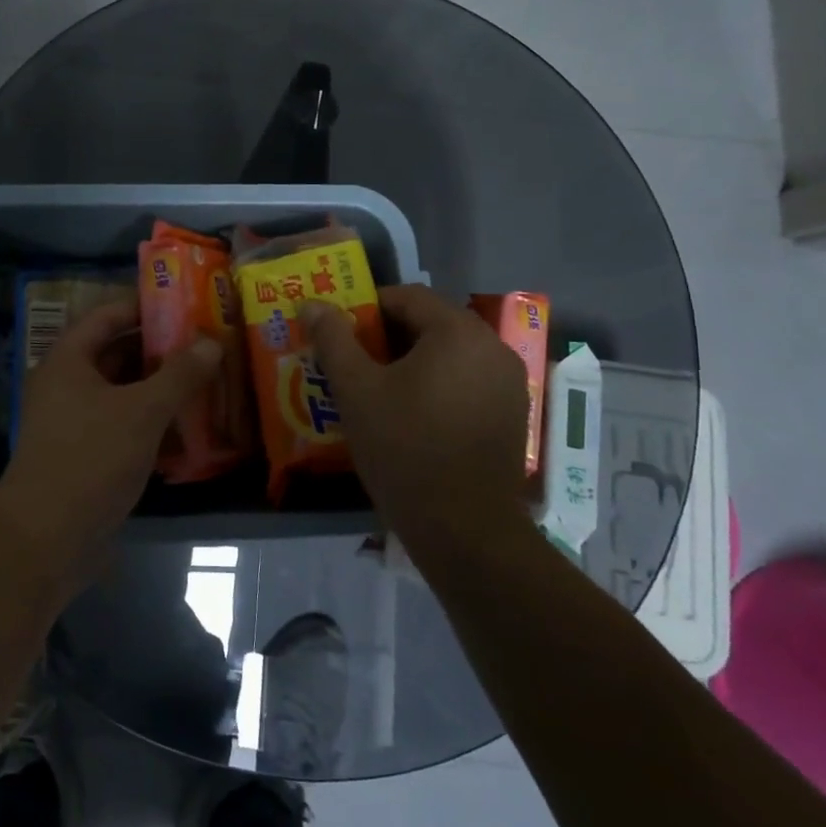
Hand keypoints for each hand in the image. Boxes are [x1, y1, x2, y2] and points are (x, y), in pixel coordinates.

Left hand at [0, 299, 221, 578]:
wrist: (46, 540)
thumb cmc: (90, 458)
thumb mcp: (142, 411)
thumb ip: (179, 375)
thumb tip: (212, 343)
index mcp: (68, 361)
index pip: (107, 316)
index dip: (144, 307)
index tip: (185, 305)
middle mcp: (67, 385)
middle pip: (117, 355)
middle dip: (161, 352)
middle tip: (206, 345)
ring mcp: (74, 423)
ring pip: (123, 394)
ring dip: (160, 390)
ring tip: (207, 382)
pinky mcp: (86, 457)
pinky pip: (123, 427)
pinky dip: (152, 424)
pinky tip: (190, 429)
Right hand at [301, 285, 532, 545]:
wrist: (464, 529)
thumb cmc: (404, 448)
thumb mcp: (357, 390)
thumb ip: (334, 339)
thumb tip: (313, 304)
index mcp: (459, 332)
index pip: (407, 297)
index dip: (367, 307)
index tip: (339, 332)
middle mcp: (493, 347)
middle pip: (431, 324)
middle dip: (387, 337)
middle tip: (352, 361)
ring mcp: (509, 383)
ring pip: (449, 355)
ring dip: (412, 362)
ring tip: (376, 389)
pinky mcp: (512, 415)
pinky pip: (467, 382)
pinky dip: (437, 385)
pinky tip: (411, 415)